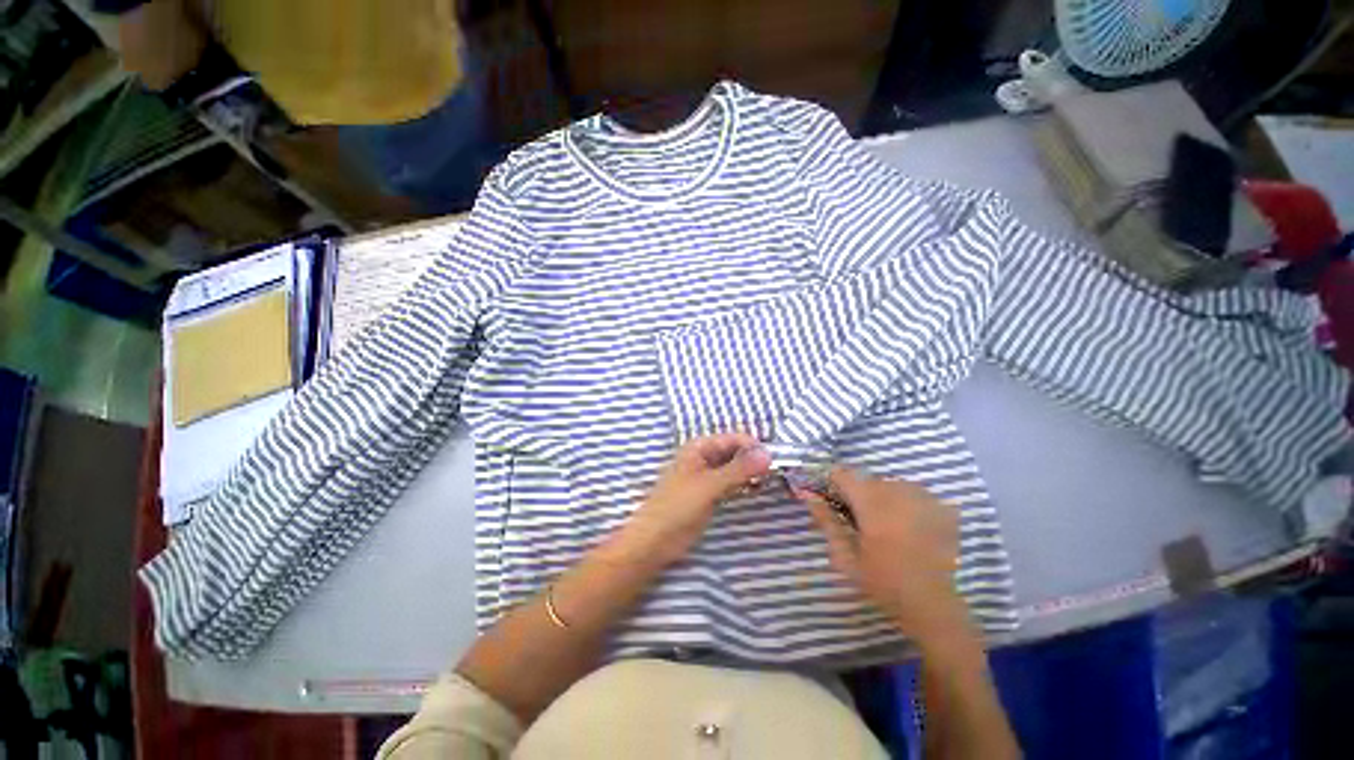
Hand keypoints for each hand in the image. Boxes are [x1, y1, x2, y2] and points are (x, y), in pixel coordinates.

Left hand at [618, 433, 771, 565]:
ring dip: (750, 472)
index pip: (732, 439)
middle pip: (734, 452)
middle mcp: (703, 457)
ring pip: (734, 468)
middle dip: (753, 459)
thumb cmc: (677, 507)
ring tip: (769, 481)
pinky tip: (756, 490)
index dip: (753, 446)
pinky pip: (731, 483)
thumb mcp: (709, 486)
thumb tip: (768, 454)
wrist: (654, 541)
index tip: (776, 459)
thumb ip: (738, 470)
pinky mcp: (709, 494)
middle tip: (776, 471)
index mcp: (698, 448)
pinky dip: (743, 484)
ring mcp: (706, 476)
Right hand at [793, 467, 967, 639]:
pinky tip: (909, 525)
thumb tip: (808, 494)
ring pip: (892, 483)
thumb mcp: (845, 556)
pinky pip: (916, 493)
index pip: (843, 474)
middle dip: (858, 493)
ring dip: (883, 497)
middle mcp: (898, 493)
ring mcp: (924, 499)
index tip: (831, 498)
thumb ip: (826, 521)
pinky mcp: (944, 508)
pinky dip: (907, 503)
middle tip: (858, 519)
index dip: (833, 482)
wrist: (932, 606)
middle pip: (868, 479)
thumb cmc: (882, 583)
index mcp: (871, 504)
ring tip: (886, 524)